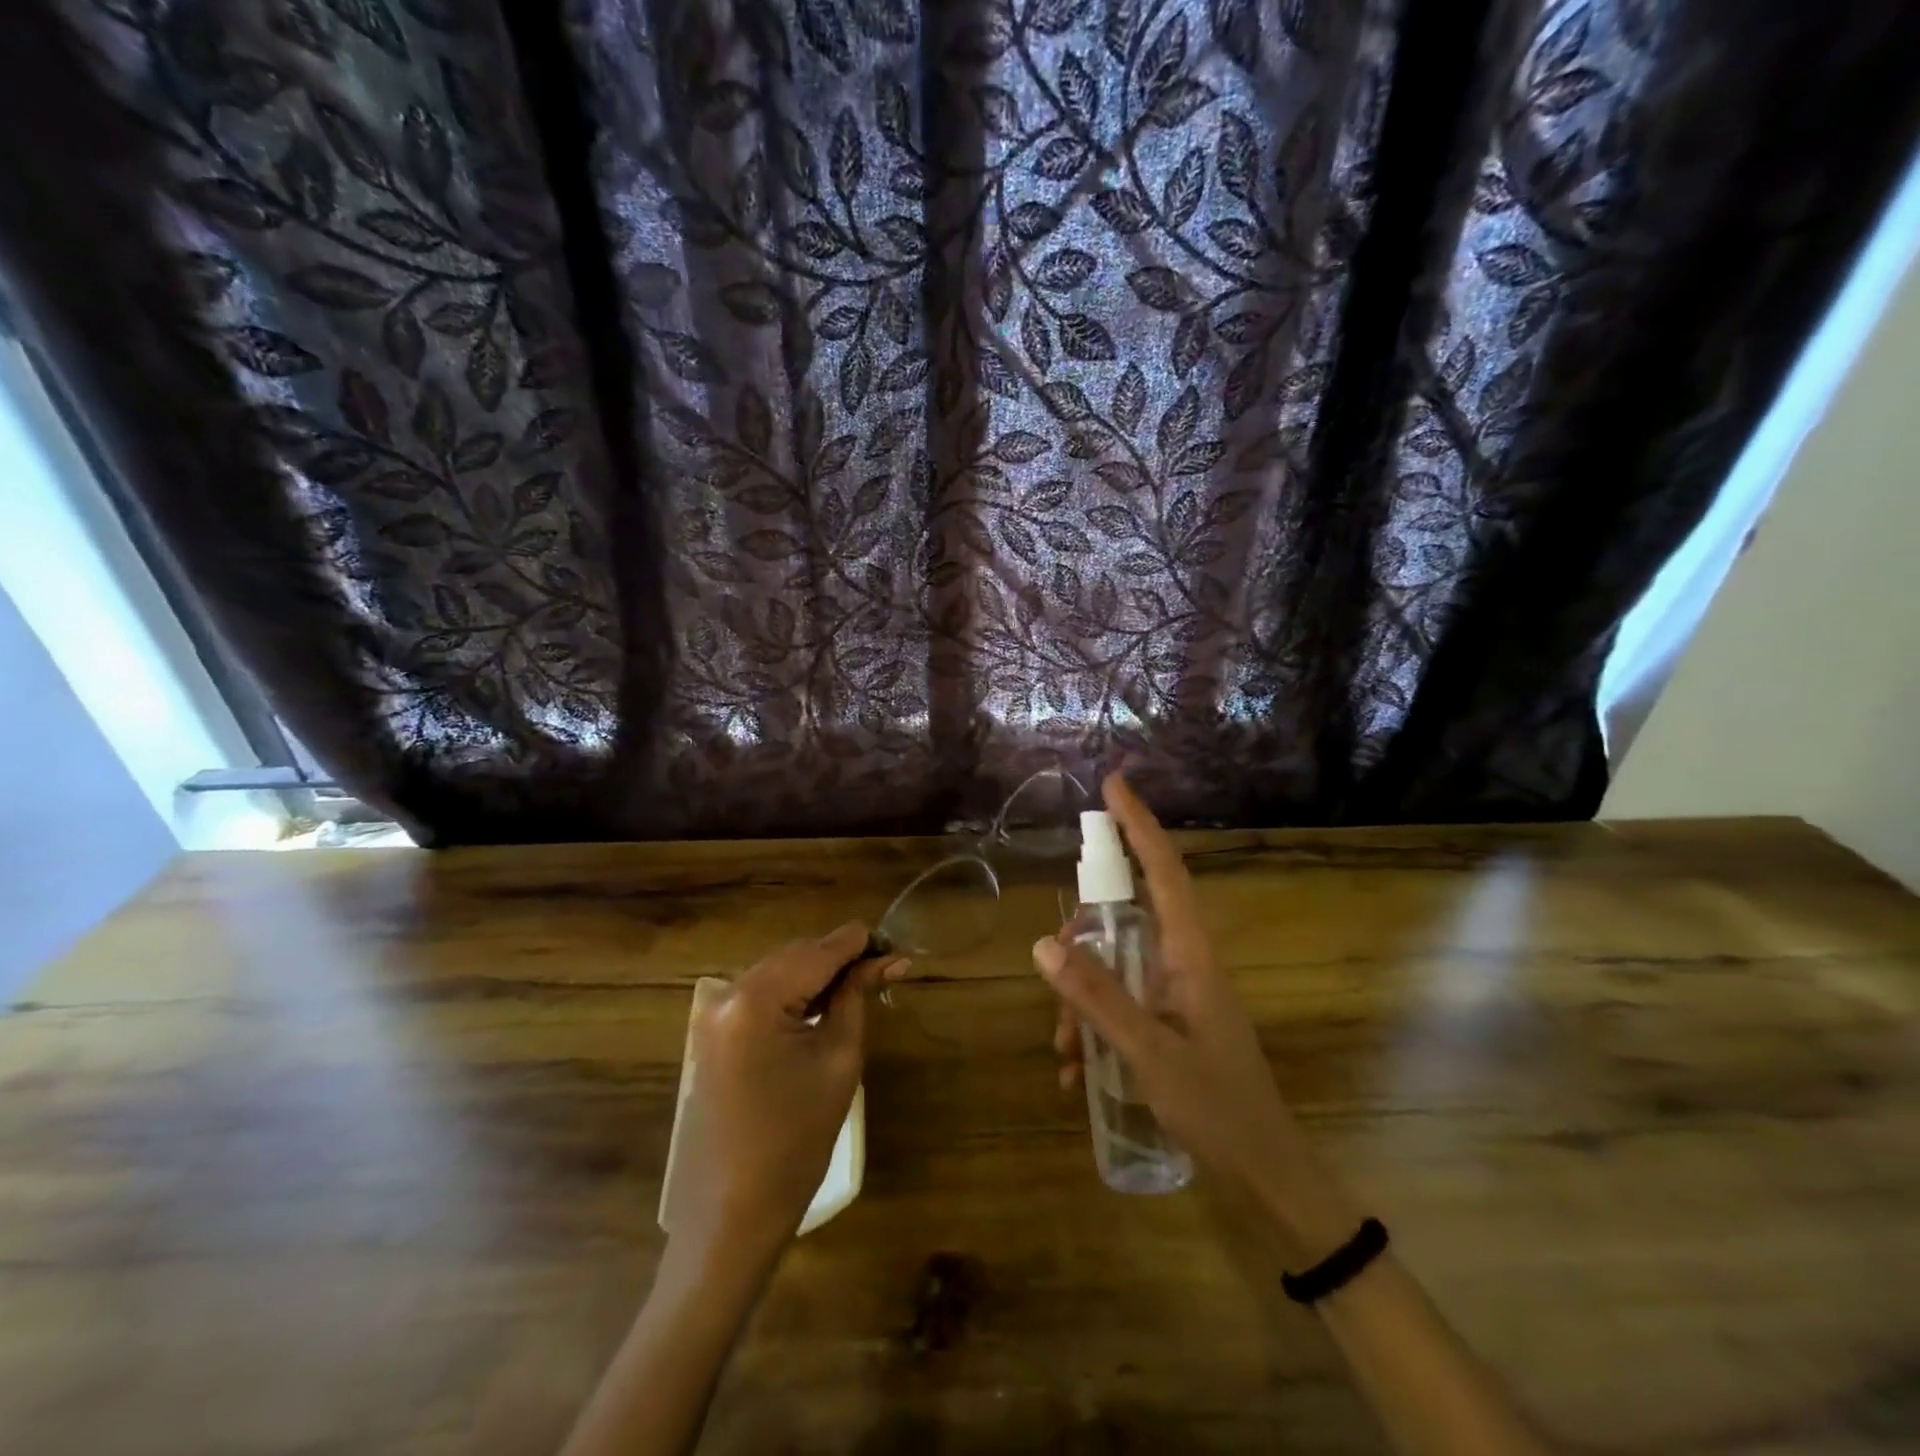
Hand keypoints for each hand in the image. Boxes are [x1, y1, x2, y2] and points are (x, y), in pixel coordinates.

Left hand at [671, 923, 906, 1267]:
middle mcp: (727, 993)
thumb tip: (889, 959)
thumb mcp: (839, 1059)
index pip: (819, 951)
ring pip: (779, 971)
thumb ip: (858, 997)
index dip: (860, 943)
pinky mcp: (712, 1032)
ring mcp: (714, 1013)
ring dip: (818, 974)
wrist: (734, 1212)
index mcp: (756, 999)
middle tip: (885, 967)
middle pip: (796, 955)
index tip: (895, 943)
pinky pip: (761, 994)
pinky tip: (823, 1004)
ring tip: (861, 984)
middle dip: (841, 958)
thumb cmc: (797, 1140)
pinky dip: (794, 993)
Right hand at [1035, 774, 1355, 1263]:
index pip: (1164, 870)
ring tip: (1065, 1051)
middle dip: (1083, 942)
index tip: (1113, 784)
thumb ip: (1097, 997)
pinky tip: (1076, 1073)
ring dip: (1081, 1000)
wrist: (1267, 1177)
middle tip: (1054, 971)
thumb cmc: (1219, 1109)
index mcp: (1191, 954)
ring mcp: (1177, 993)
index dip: (1139, 825)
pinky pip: (1120, 1003)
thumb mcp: (1149, 1053)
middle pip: (1125, 918)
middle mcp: (1184, 962)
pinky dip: (1094, 1028)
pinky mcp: (1170, 1022)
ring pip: (1115, 966)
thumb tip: (1044, 944)